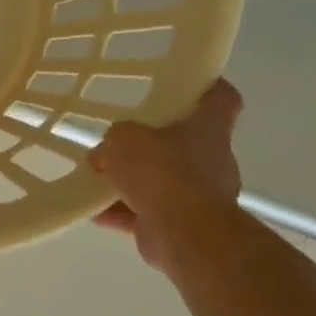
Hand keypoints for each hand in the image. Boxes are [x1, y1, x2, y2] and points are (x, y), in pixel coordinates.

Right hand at [88, 79, 243, 270]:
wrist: (183, 232)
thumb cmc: (161, 171)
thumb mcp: (123, 139)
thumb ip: (114, 141)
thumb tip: (106, 156)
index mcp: (207, 129)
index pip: (221, 98)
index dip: (208, 87)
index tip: (190, 84)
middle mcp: (211, 159)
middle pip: (185, 143)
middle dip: (152, 145)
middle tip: (120, 143)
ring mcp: (201, 195)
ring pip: (164, 181)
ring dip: (133, 182)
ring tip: (99, 181)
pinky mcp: (184, 224)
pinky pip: (149, 212)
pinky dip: (124, 212)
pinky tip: (95, 212)